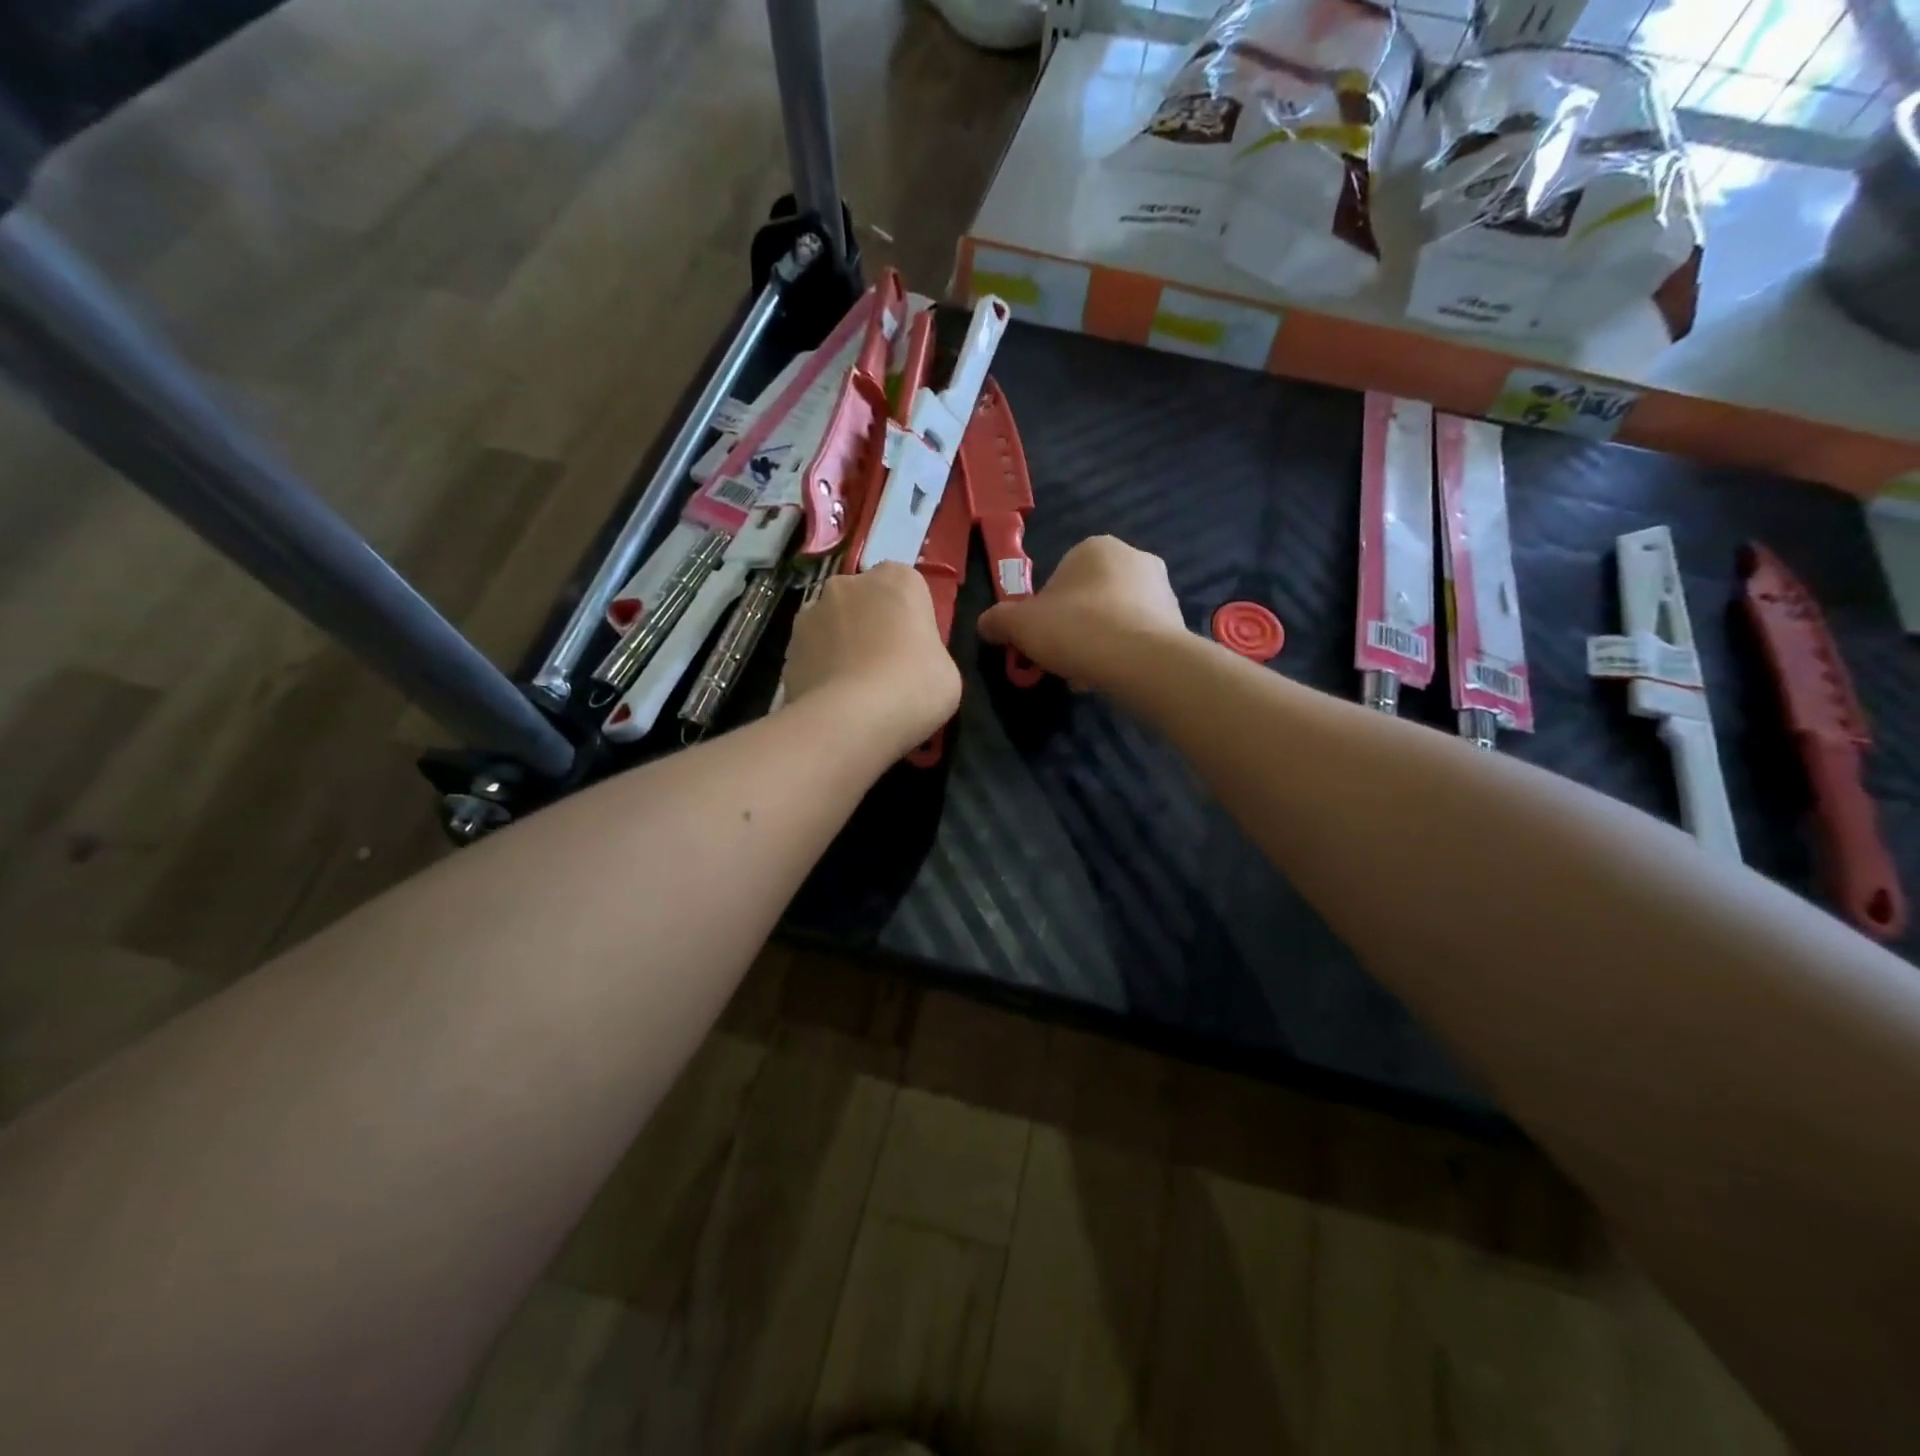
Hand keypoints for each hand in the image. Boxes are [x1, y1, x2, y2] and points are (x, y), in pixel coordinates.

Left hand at [783, 563, 961, 755]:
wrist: (851, 720)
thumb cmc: (914, 687)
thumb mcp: (946, 671)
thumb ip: (926, 652)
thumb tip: (908, 660)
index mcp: (898, 580)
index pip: (907, 587)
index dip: (911, 619)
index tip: (916, 649)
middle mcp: (850, 583)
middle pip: (865, 600)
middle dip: (871, 623)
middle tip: (885, 666)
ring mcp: (812, 612)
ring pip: (833, 623)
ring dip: (842, 643)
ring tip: (854, 687)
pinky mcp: (788, 644)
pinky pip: (813, 652)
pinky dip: (821, 667)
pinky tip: (832, 699)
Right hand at [977, 536, 1184, 689]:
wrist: (1142, 661)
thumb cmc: (1077, 629)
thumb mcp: (1020, 625)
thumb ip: (998, 621)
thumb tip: (985, 624)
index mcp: (1095, 547)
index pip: (1059, 578)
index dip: (1043, 611)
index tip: (1039, 639)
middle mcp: (1134, 557)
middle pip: (1088, 598)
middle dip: (1074, 627)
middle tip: (1061, 657)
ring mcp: (1162, 589)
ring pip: (1114, 618)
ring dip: (1098, 642)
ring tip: (1086, 673)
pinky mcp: (1177, 621)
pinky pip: (1138, 636)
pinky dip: (1123, 653)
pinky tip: (1111, 675)